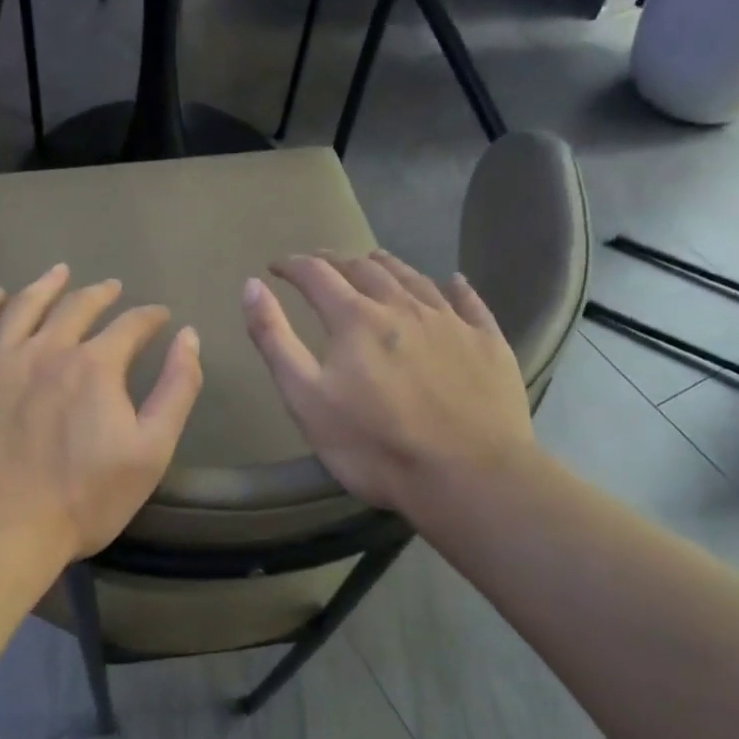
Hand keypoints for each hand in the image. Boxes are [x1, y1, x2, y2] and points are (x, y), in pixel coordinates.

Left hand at [0, 264, 203, 562]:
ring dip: (46, 286)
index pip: (131, 325)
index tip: (159, 316)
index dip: (149, 317)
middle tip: (111, 287)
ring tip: (58, 273)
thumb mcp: (151, 451)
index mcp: (95, 365)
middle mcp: (46, 347)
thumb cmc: (82, 498)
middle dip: (100, 294)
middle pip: (77, 306)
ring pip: (24, 306)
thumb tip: (188, 336)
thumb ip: (176, 389)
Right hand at [242, 252, 534, 516]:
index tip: (276, 266)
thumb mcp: (305, 398)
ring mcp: (450, 322)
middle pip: (365, 269)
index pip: (316, 275)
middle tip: (321, 264)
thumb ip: (274, 339)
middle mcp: (403, 306)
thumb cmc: (374, 445)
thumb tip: (251, 286)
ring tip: (373, 261)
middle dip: (337, 261)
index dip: (292, 265)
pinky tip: (453, 281)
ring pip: (414, 278)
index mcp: (355, 319)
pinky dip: (454, 286)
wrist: (468, 477)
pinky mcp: (487, 342)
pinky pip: (469, 301)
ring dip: (387, 265)